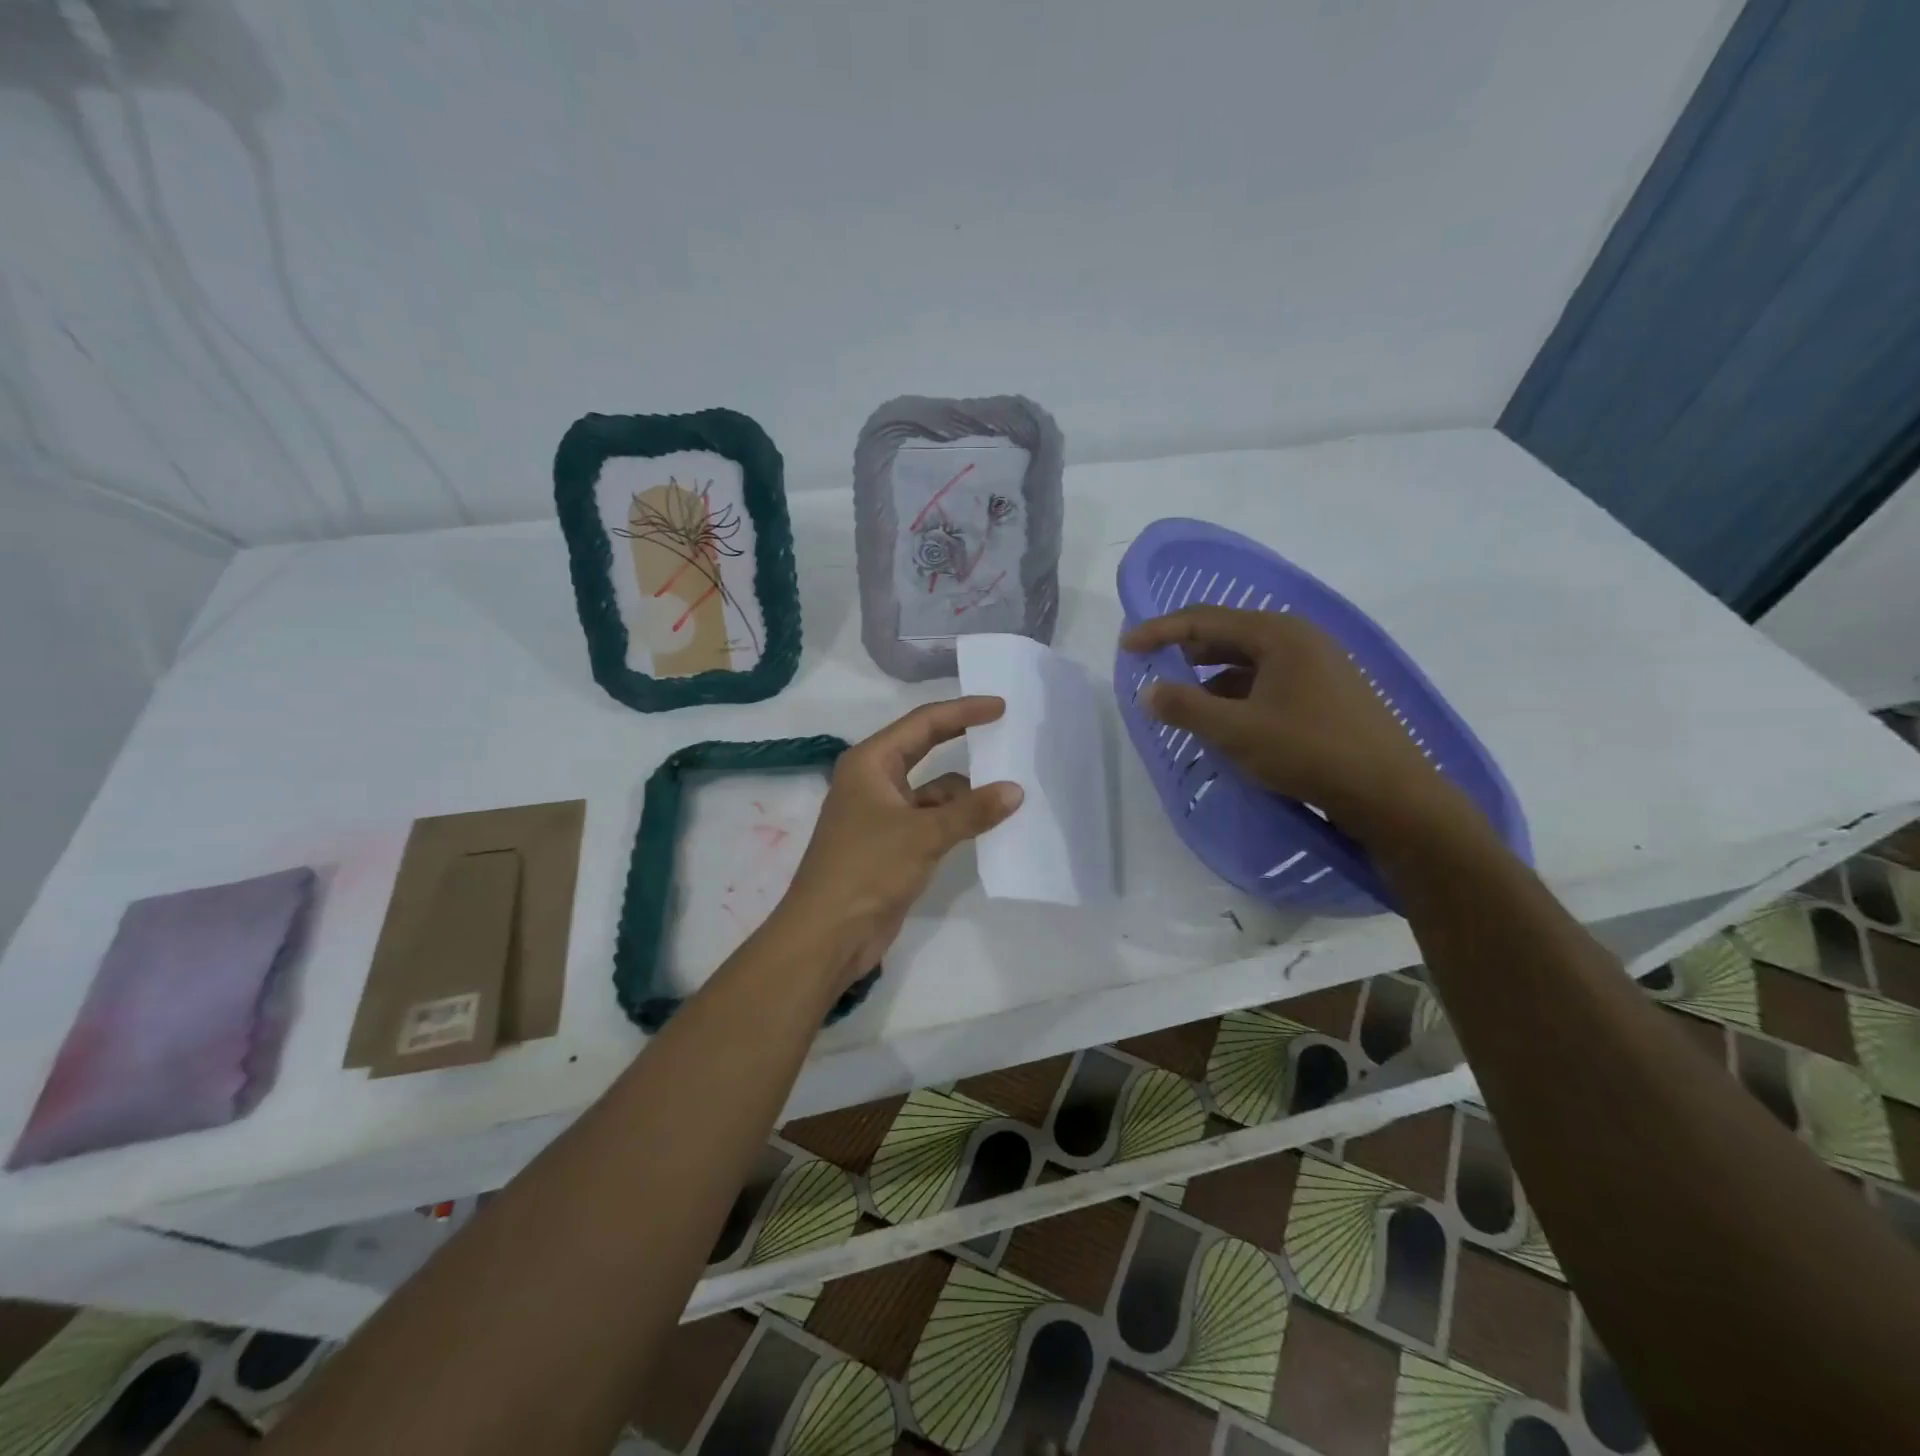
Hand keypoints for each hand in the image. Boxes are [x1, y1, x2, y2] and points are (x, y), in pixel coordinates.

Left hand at [772, 697, 1023, 990]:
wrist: (827, 934)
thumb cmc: (867, 869)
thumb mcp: (924, 834)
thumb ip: (972, 811)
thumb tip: (1015, 790)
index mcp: (870, 762)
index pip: (923, 723)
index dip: (963, 711)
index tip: (1000, 706)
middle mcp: (874, 781)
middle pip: (925, 748)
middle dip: (962, 739)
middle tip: (1004, 730)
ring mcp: (882, 814)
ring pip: (932, 790)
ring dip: (965, 791)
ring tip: (1010, 786)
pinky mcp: (892, 845)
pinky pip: (932, 820)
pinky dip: (958, 820)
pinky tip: (989, 824)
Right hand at [1120, 606, 1476, 843]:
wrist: (1391, 794)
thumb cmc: (1309, 751)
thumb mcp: (1236, 731)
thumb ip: (1186, 708)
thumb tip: (1148, 692)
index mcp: (1279, 634)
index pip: (1205, 620)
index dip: (1160, 631)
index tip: (1127, 646)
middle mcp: (1300, 639)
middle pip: (1228, 634)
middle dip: (1186, 650)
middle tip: (1152, 668)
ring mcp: (1319, 666)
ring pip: (1249, 661)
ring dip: (1211, 676)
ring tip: (1183, 700)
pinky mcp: (1328, 693)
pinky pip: (1269, 681)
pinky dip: (1238, 694)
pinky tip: (1226, 720)